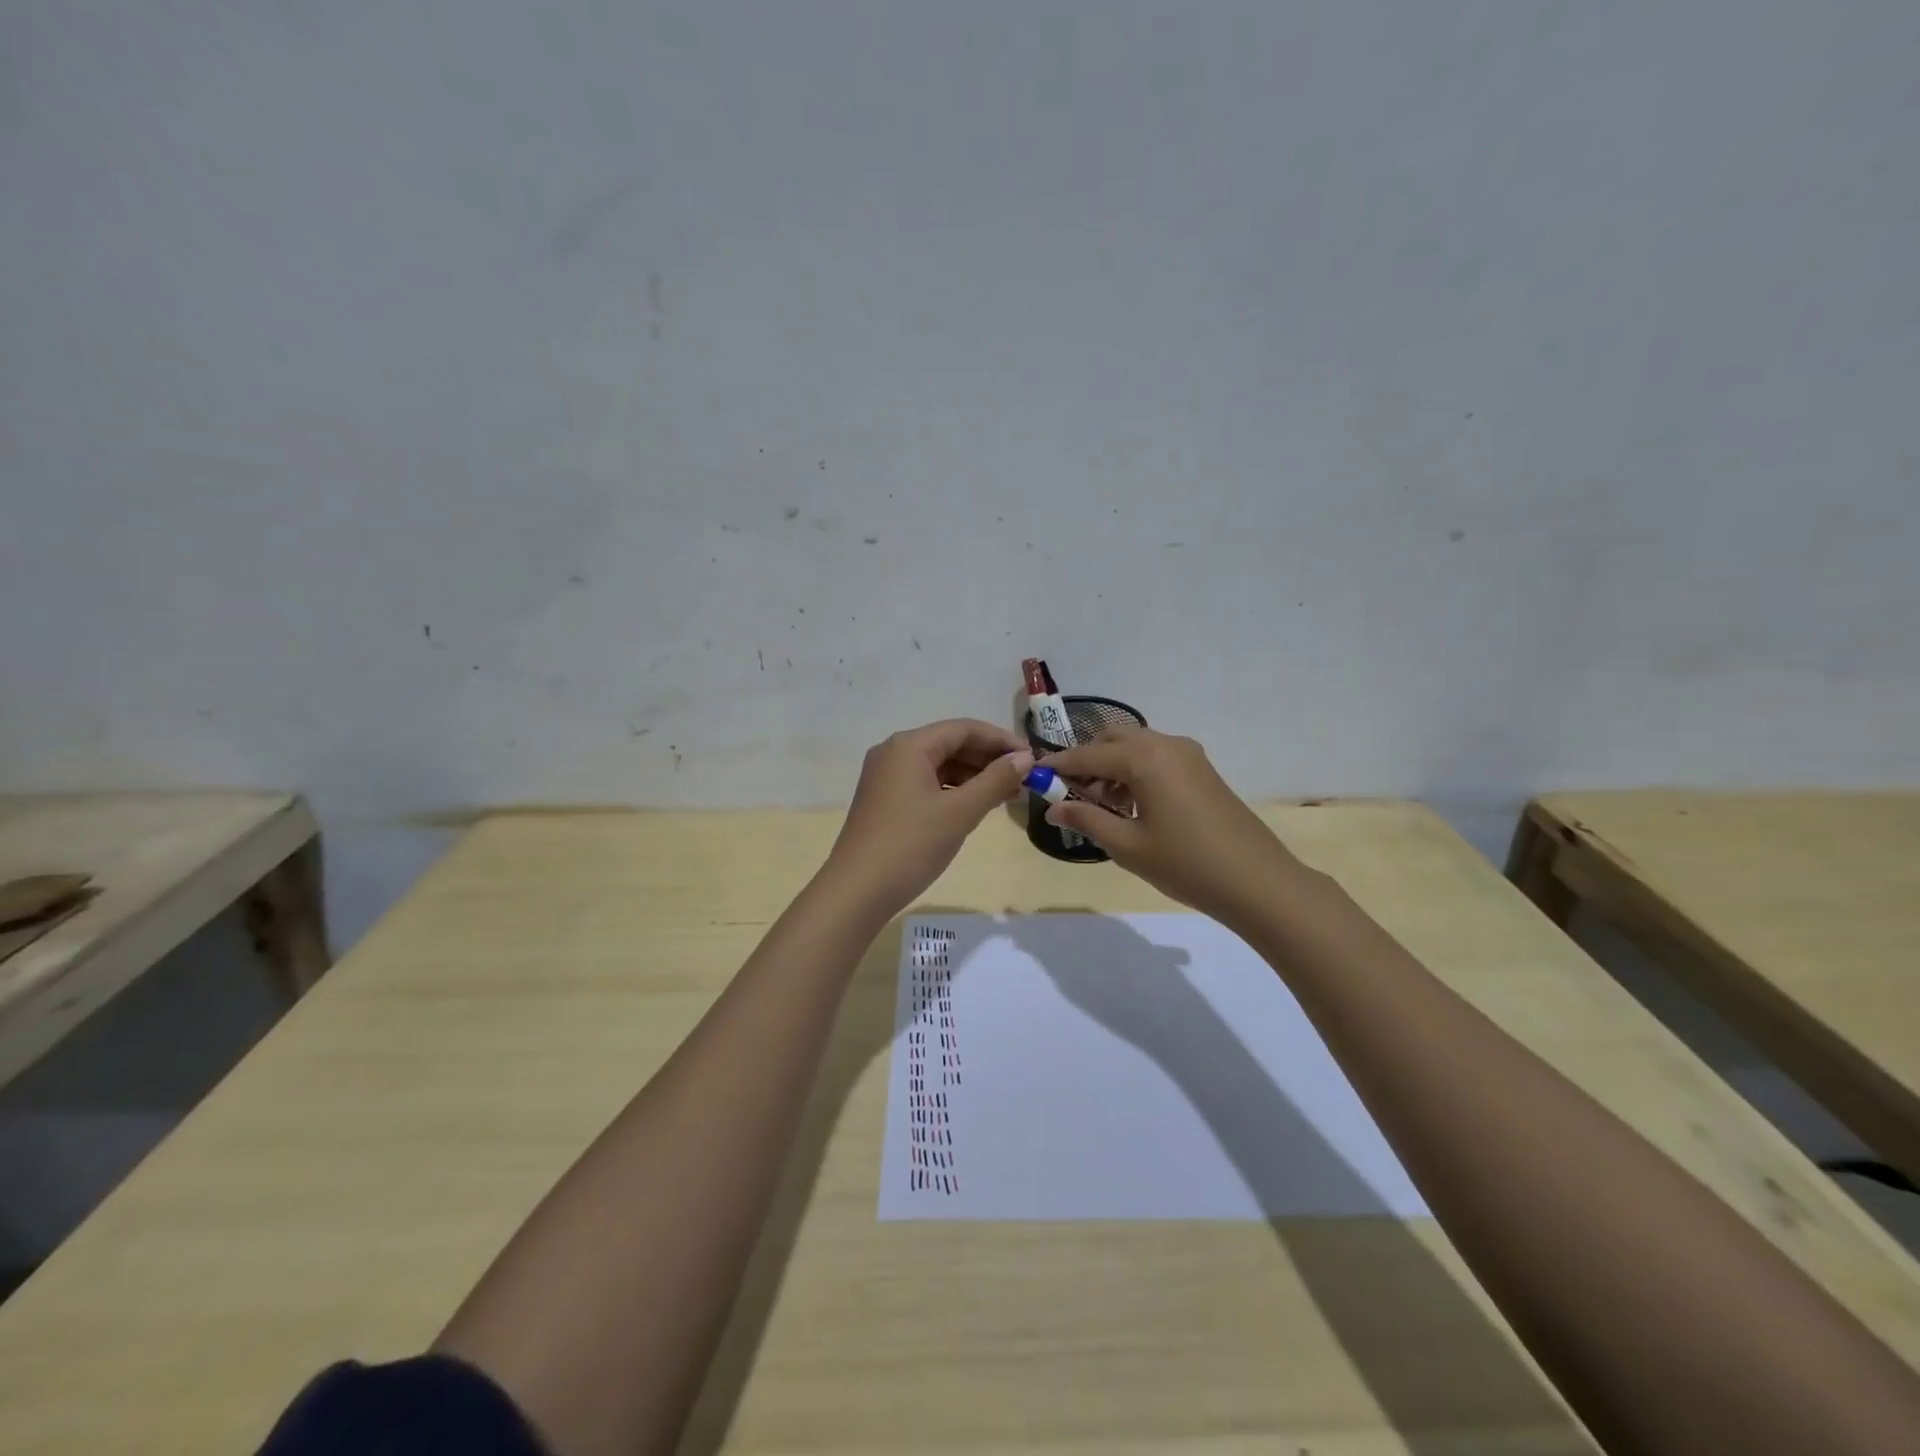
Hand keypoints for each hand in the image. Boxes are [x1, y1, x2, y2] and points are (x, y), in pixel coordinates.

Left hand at [823, 719, 1033, 915]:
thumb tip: (1025, 759)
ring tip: (1007, 795)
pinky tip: (976, 806)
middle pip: (950, 744)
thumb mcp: (960, 812)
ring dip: (973, 777)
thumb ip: (995, 780)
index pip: (964, 729)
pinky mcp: (885, 800)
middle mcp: (894, 753)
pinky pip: (927, 784)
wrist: (857, 892)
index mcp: (909, 745)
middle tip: (1024, 779)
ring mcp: (886, 777)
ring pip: (939, 766)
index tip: (1032, 758)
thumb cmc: (911, 845)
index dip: (1001, 740)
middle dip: (988, 759)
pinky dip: (954, 791)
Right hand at [1040, 726, 1310, 927]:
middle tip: (1073, 795)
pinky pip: (1157, 758)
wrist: (1258, 881)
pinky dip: (1136, 772)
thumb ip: (1086, 819)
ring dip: (1112, 767)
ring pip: (1136, 747)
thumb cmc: (1186, 864)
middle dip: (1088, 761)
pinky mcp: (1202, 770)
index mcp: (1144, 758)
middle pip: (1113, 740)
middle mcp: (1165, 744)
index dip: (1059, 765)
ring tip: (1103, 807)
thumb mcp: (1127, 846)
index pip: (1088, 754)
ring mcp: (1188, 755)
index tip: (1035, 776)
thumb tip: (1053, 807)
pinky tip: (1133, 807)